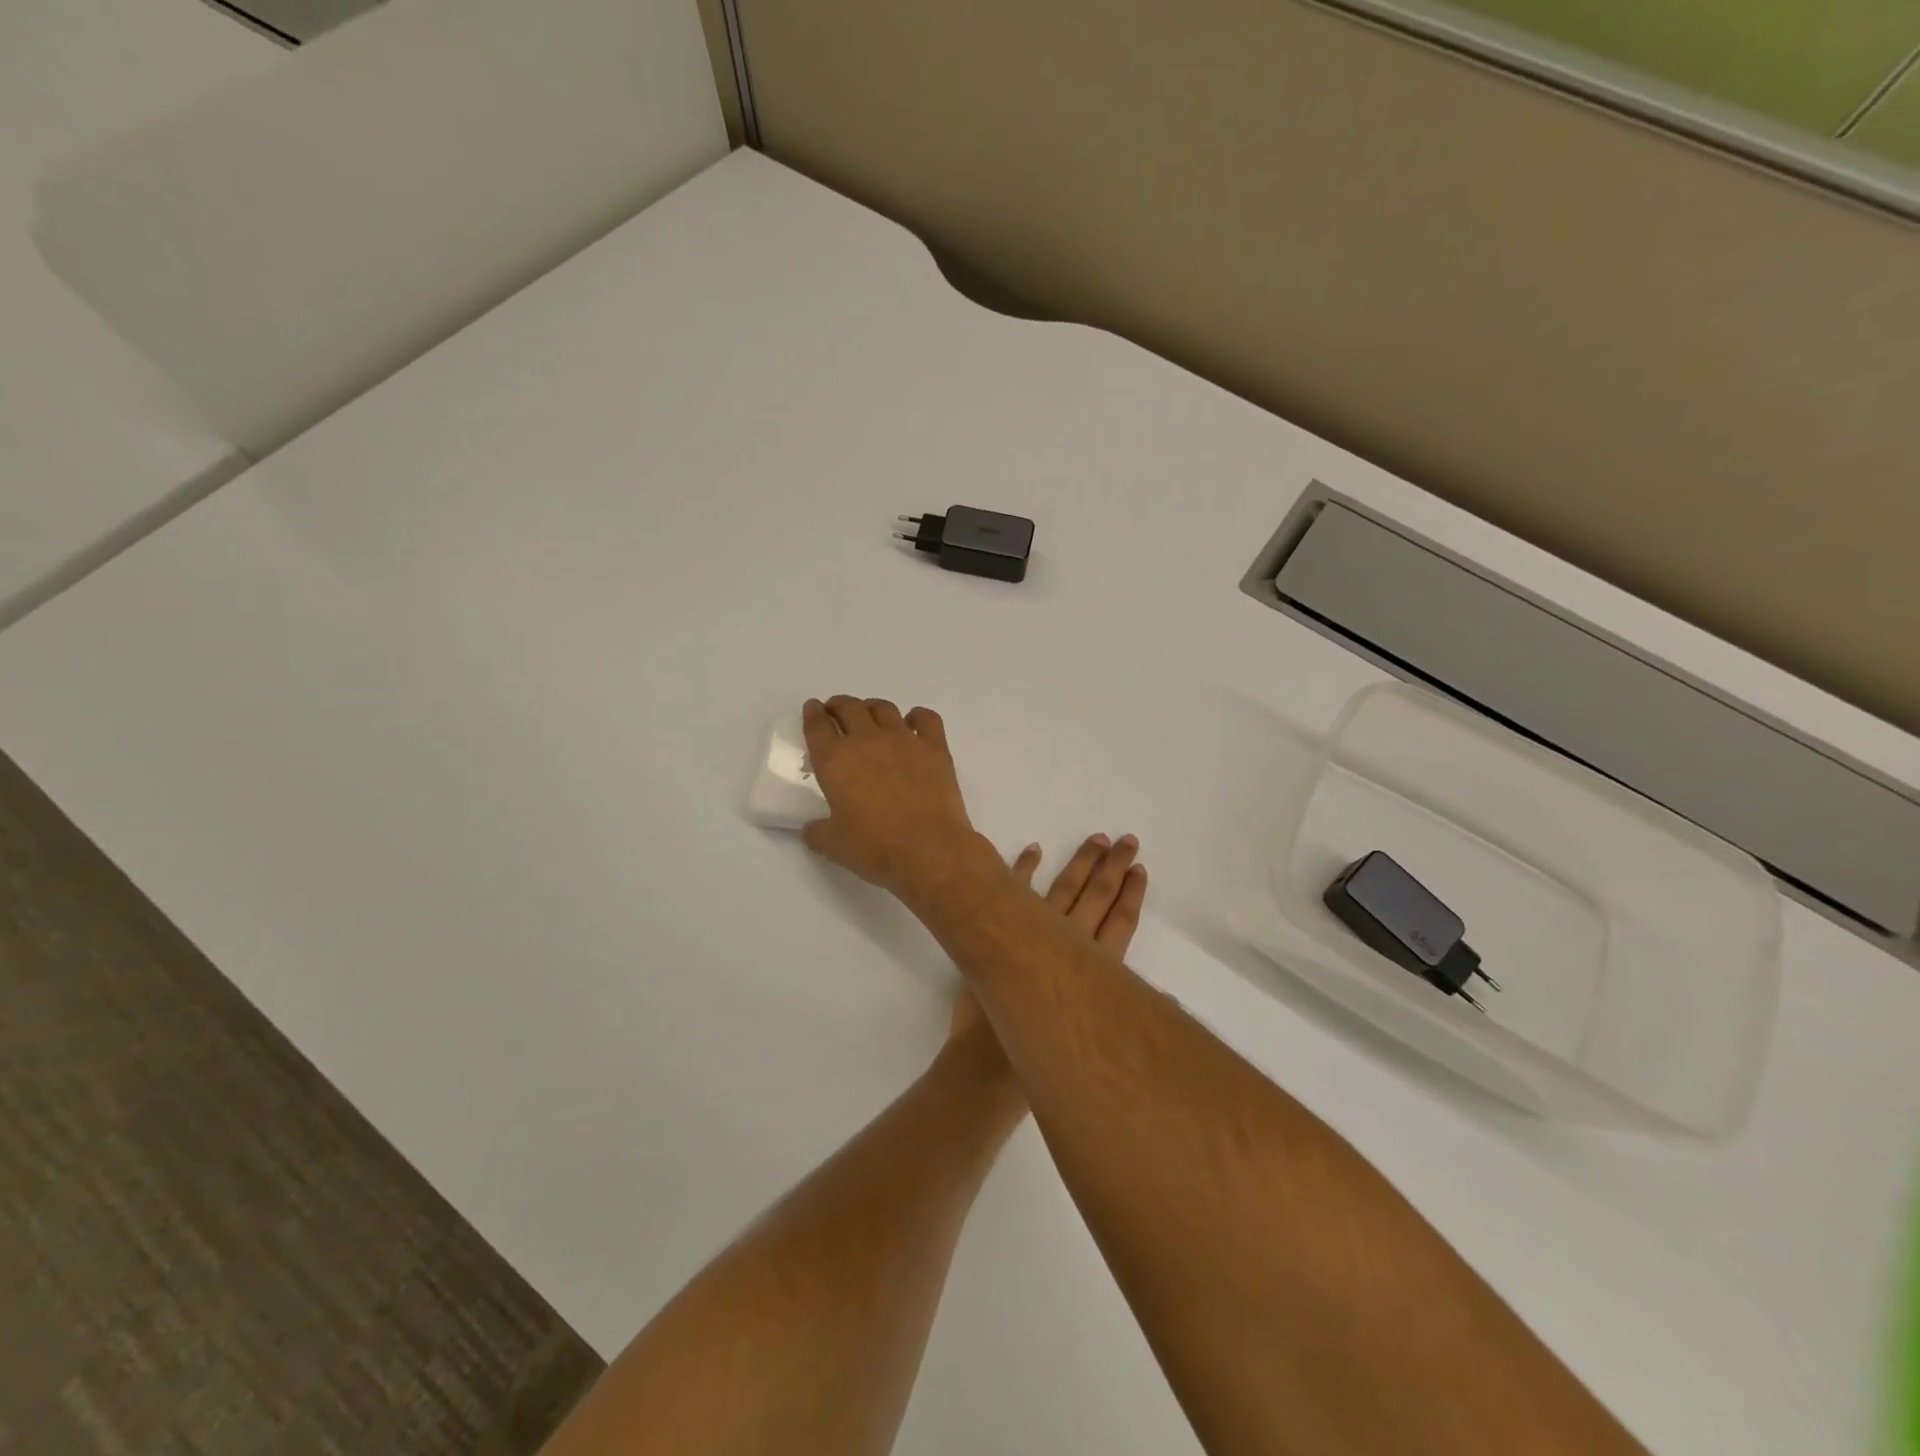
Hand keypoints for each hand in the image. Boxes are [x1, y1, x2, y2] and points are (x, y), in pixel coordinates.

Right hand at [800, 697, 985, 898]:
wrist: (929, 849)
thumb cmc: (875, 848)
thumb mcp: (834, 846)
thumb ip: (818, 832)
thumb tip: (812, 829)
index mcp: (835, 761)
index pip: (817, 726)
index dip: (812, 714)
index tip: (812, 709)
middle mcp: (867, 740)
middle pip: (849, 708)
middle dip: (838, 705)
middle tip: (836, 712)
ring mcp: (904, 740)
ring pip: (884, 708)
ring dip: (872, 707)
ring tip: (869, 716)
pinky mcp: (935, 748)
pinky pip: (926, 718)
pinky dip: (917, 716)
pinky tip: (913, 724)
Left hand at [949, 834, 1147, 1044]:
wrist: (987, 1067)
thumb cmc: (1044, 1060)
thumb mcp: (1098, 1043)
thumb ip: (1129, 1014)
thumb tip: (1167, 1000)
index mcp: (1094, 970)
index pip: (1121, 922)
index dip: (1132, 894)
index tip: (1140, 868)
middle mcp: (1067, 944)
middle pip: (1097, 897)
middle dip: (1113, 867)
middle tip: (1126, 839)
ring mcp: (1031, 933)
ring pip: (1064, 888)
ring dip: (1081, 862)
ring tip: (1096, 839)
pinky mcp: (999, 932)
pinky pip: (1013, 889)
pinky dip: (1023, 868)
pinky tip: (1034, 849)